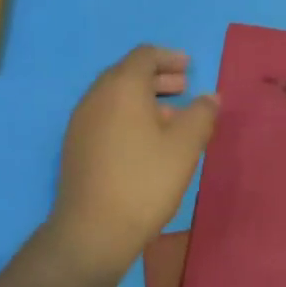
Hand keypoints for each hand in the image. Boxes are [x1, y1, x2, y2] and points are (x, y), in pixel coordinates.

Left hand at [47, 46, 219, 274]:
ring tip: (171, 117)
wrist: (92, 231)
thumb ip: (201, 114)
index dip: (169, 57)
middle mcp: (96, 96)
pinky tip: (145, 141)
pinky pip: (104, 115)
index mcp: (121, 86)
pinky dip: (127, 115)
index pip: (144, 55)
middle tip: (184, 87)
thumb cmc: (144, 181)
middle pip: (127, 73)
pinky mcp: (75, 145)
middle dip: (157, 77)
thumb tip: (210, 97)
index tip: (189, 67)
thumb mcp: (185, 146)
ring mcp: (81, 121)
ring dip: (143, 98)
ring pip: (114, 96)